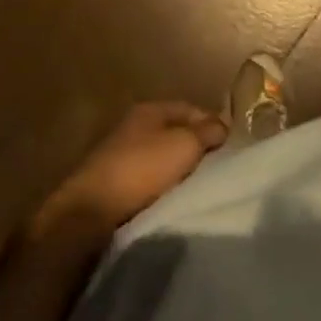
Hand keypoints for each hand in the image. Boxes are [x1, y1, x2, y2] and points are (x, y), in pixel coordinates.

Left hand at [35, 101, 226, 236]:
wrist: (90, 212)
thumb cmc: (142, 169)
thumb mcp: (184, 144)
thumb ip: (207, 132)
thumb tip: (221, 127)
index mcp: (150, 109)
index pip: (190, 108)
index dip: (212, 123)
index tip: (231, 145)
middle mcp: (133, 127)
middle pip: (175, 133)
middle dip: (196, 147)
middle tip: (218, 167)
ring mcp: (120, 155)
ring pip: (161, 157)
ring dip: (178, 169)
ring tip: (198, 186)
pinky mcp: (112, 184)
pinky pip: (148, 179)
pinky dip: (162, 186)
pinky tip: (172, 199)